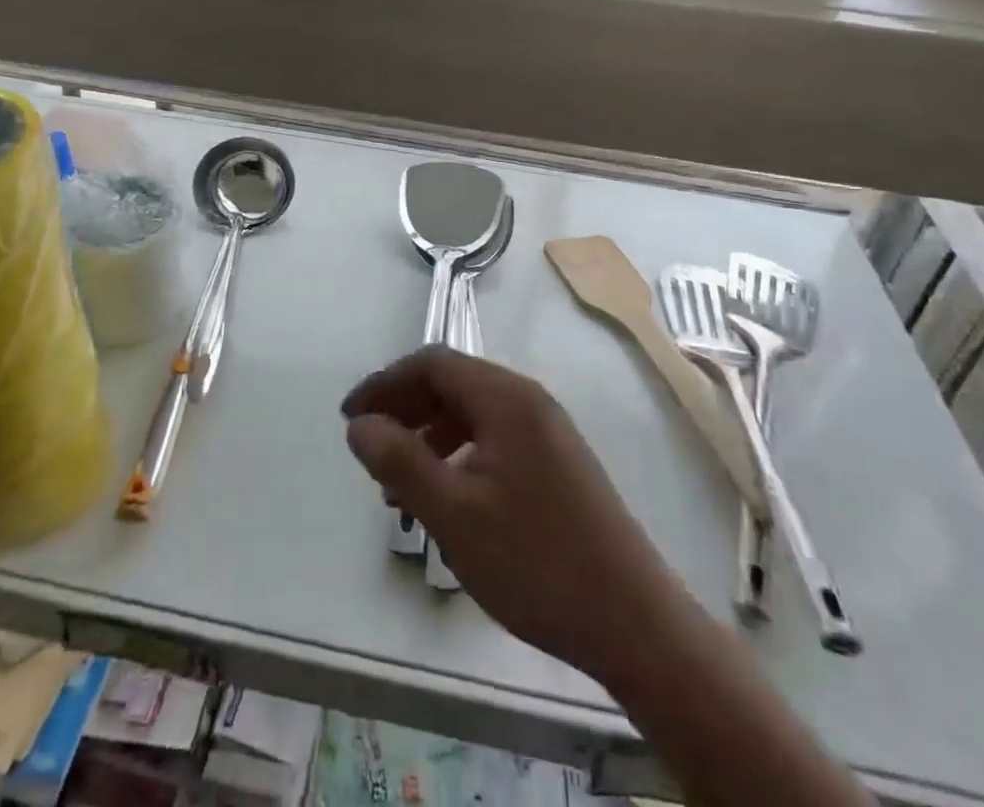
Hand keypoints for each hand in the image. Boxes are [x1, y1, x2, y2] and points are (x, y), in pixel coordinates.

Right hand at [343, 346, 678, 685]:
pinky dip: (459, 457)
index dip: (385, 383)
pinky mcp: (557, 463)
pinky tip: (446, 501)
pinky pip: (495, 440)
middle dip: (405, 410)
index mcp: (505, 397)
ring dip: (429, 437)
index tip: (350, 417)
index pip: (432, 363)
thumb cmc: (535, 561)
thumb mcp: (453, 514)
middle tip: (369, 450)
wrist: (633, 621)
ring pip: (473, 415)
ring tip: (400, 486)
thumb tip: (360, 425)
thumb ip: (400, 462)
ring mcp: (548, 432)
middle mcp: (528, 401)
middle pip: (453, 384)